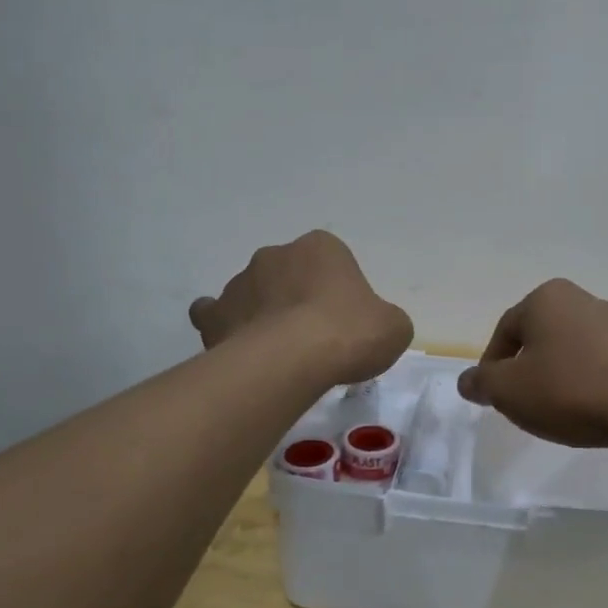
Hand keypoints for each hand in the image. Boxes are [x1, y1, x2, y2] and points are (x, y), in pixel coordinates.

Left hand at [189, 231, 411, 386]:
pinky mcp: (215, 314)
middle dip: (297, 299)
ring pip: (253, 294)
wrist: (292, 360)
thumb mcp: (393, 328)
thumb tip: (373, 328)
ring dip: (264, 314)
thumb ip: (384, 320)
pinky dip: (225, 326)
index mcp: (321, 247)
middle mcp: (276, 254)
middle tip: (313, 337)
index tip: (345, 322)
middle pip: (289, 274)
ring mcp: (240, 282)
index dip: (339, 293)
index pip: (332, 262)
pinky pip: (215, 315)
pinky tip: (238, 346)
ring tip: (279, 352)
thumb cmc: (349, 334)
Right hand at [457, 279, 607, 447]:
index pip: (505, 331)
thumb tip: (468, 381)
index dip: (492, 367)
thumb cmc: (569, 391)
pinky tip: (591, 409)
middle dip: (527, 369)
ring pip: (572, 349)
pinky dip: (589, 382)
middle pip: (540, 337)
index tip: (493, 398)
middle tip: (523, 404)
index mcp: (546, 298)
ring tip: (559, 411)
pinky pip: (602, 363)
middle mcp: (582, 299)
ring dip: (559, 376)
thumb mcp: (509, 391)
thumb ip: (481, 383)